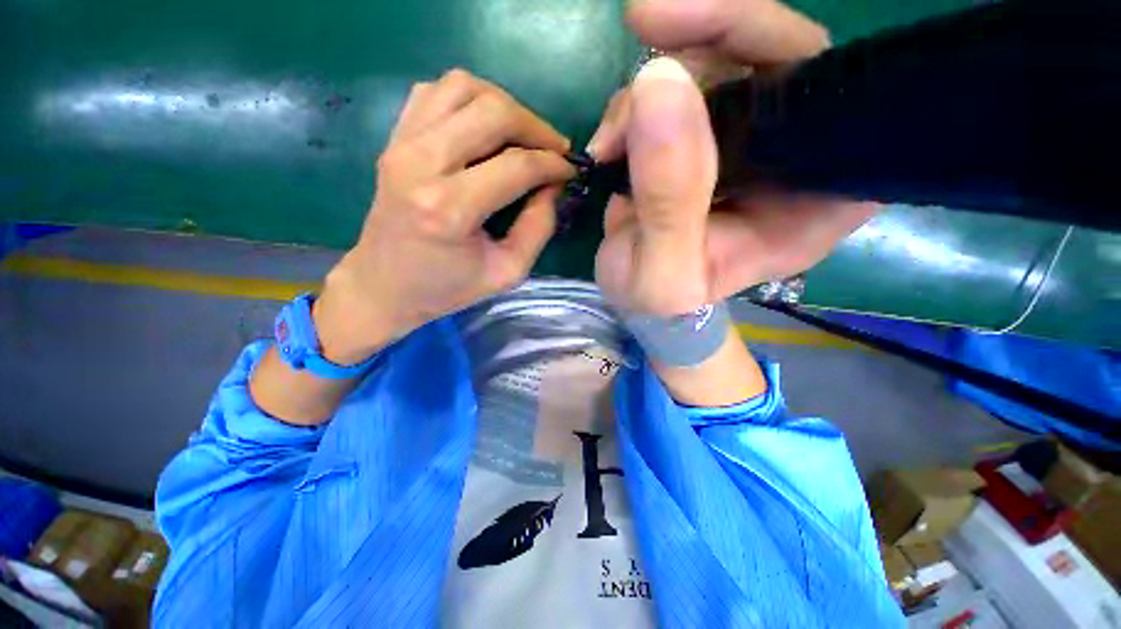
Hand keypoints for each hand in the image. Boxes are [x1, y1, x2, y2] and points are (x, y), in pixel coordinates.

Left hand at [315, 70, 573, 363]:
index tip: (571, 170)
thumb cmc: (447, 287)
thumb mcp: (507, 272)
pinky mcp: (394, 138)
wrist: (384, 285)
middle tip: (554, 150)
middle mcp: (421, 163)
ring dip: (504, 106)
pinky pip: (436, 91)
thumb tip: (553, 185)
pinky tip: (483, 128)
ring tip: (522, 136)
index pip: (516, 165)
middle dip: (536, 127)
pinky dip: (469, 99)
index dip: (553, 164)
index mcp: (450, 209)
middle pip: (493, 112)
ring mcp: (402, 144)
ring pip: (464, 87)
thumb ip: (539, 228)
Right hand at [590, 0, 876, 314]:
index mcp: (816, 202)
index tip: (697, 27)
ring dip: (656, 83)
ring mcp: (749, 142)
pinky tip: (610, 140)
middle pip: (777, 58)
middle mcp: (795, 160)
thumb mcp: (664, 272)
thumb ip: (669, 199)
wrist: (638, 301)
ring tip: (611, 140)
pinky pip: (682, 85)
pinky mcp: (706, 137)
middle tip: (645, 23)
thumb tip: (659, 86)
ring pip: (722, 62)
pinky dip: (637, 102)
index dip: (773, 48)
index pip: (830, 100)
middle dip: (707, 37)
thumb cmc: (660, 303)